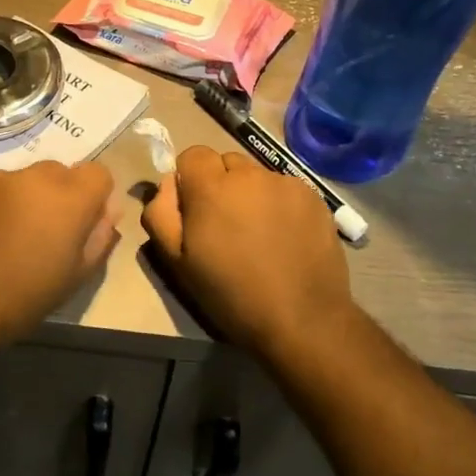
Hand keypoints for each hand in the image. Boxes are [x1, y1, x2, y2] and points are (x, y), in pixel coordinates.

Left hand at [0, 160, 118, 355]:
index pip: (98, 173)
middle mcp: (33, 177)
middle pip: (60, 172)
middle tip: (44, 234)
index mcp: (68, 198)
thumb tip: (107, 211)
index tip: (83, 224)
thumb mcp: (75, 277)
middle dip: (59, 196)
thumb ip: (99, 237)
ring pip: (23, 179)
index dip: (95, 197)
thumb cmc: (21, 299)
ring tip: (7, 236)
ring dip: (24, 198)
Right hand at [141, 145, 356, 360]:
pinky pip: (285, 189)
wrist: (302, 320)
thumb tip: (168, 184)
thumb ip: (160, 213)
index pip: (193, 155)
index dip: (190, 179)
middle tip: (226, 225)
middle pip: (226, 162)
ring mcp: (286, 184)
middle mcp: (249, 174)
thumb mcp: (177, 261)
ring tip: (259, 234)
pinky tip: (285, 237)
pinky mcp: (314, 197)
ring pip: (257, 176)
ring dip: (251, 194)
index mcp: (211, 187)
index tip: (195, 210)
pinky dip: (279, 204)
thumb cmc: (231, 294)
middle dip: (221, 184)